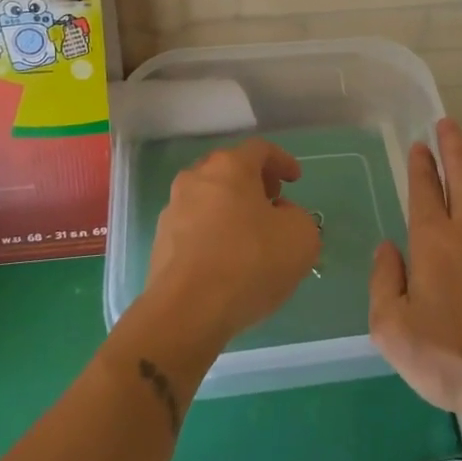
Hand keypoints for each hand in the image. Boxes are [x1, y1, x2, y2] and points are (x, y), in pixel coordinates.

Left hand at [145, 138, 320, 349]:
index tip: (295, 180)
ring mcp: (173, 209)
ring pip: (209, 199)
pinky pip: (195, 227)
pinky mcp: (160, 242)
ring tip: (251, 237)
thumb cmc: (249, 261)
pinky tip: (227, 261)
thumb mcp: (301, 237)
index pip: (260, 149)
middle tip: (273, 203)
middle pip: (229, 170)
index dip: (282, 161)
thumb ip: (298, 217)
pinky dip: (213, 234)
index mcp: (230, 166)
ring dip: (231, 210)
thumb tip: (280, 217)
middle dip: (254, 183)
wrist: (187, 310)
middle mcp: (196, 178)